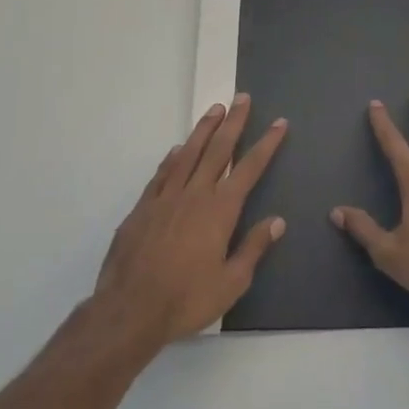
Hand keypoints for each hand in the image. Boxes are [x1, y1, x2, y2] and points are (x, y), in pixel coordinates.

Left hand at [92, 96, 287, 346]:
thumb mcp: (231, 282)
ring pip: (188, 154)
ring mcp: (165, 198)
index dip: (266, 144)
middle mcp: (194, 195)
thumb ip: (254, 248)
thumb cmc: (186, 300)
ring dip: (203, 129)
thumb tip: (277, 221)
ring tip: (214, 109)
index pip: (249, 168)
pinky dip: (173, 158)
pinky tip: (178, 149)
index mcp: (220, 210)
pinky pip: (162, 174)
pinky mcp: (142, 208)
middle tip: (242, 98)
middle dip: (233, 122)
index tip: (279, 123)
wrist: (129, 310)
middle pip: (218, 150)